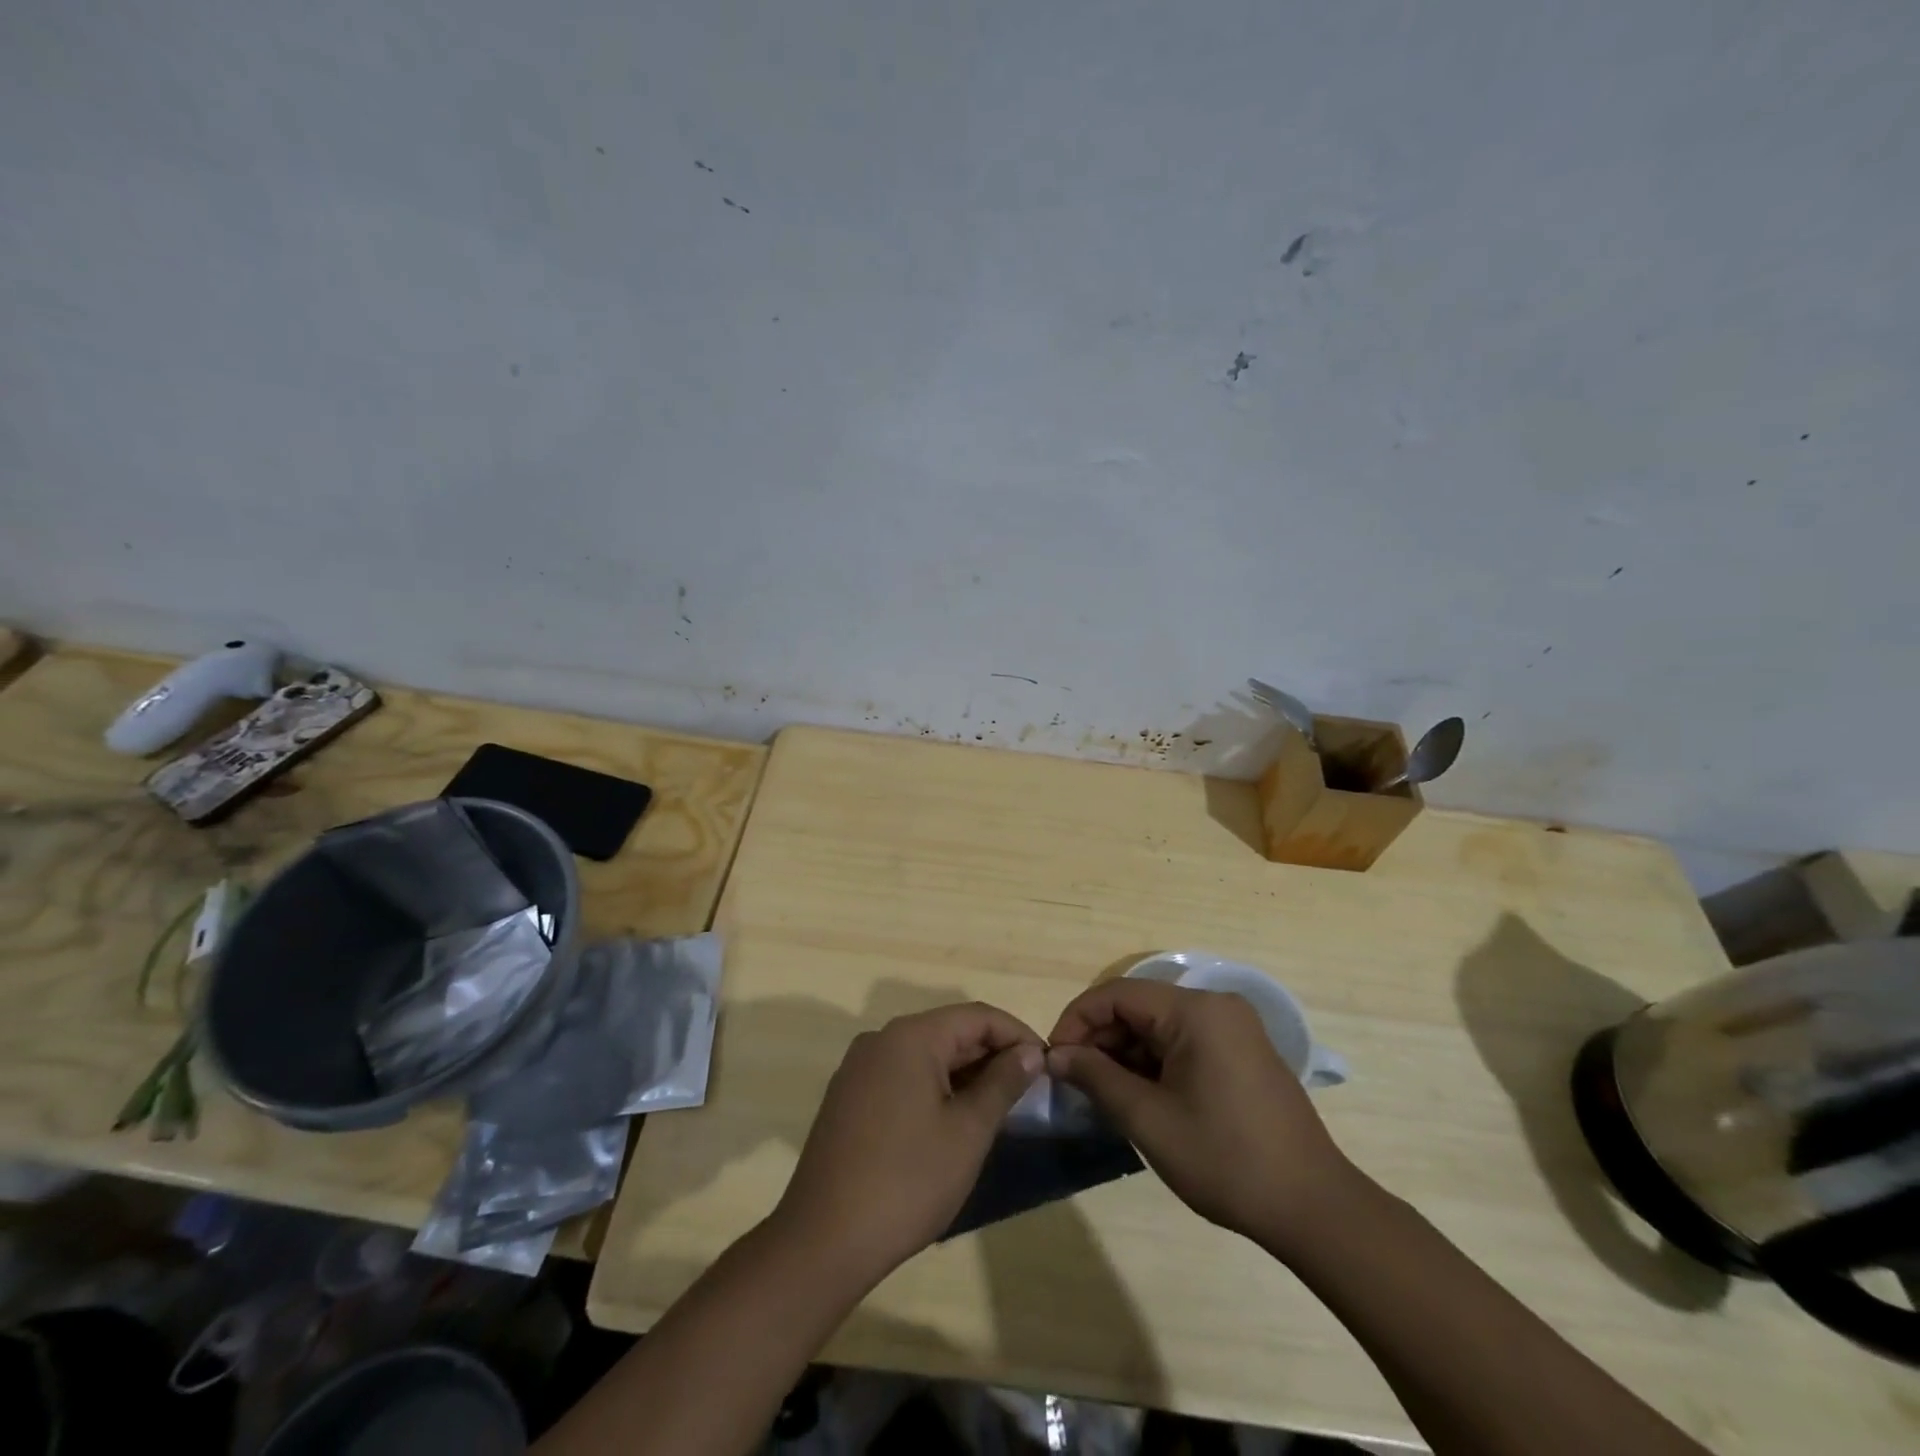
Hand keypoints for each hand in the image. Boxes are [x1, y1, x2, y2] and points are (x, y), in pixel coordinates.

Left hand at [773, 1003, 1042, 1280]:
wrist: (823, 1241)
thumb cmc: (907, 1182)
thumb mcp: (967, 1132)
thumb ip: (1002, 1083)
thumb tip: (1029, 1052)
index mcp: (910, 1036)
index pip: (977, 1016)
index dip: (1017, 1035)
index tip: (1047, 1065)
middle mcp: (881, 1039)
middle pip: (949, 1031)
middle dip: (991, 1055)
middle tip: (1028, 1090)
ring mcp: (859, 1068)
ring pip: (926, 1054)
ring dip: (964, 1072)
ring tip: (998, 1106)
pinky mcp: (849, 1096)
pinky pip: (902, 1075)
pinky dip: (934, 1087)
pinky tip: (953, 1119)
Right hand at [1046, 978, 1358, 1252]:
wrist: (1313, 1208)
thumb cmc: (1225, 1160)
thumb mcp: (1149, 1119)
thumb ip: (1096, 1078)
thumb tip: (1056, 1055)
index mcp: (1196, 1011)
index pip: (1117, 994)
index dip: (1077, 1020)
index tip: (1054, 1058)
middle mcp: (1215, 1007)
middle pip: (1139, 1008)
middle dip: (1100, 1040)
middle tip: (1074, 1081)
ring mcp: (1233, 1029)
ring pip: (1159, 1027)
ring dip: (1125, 1054)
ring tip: (1101, 1094)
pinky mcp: (1241, 1053)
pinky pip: (1183, 1043)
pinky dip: (1154, 1063)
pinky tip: (1138, 1097)